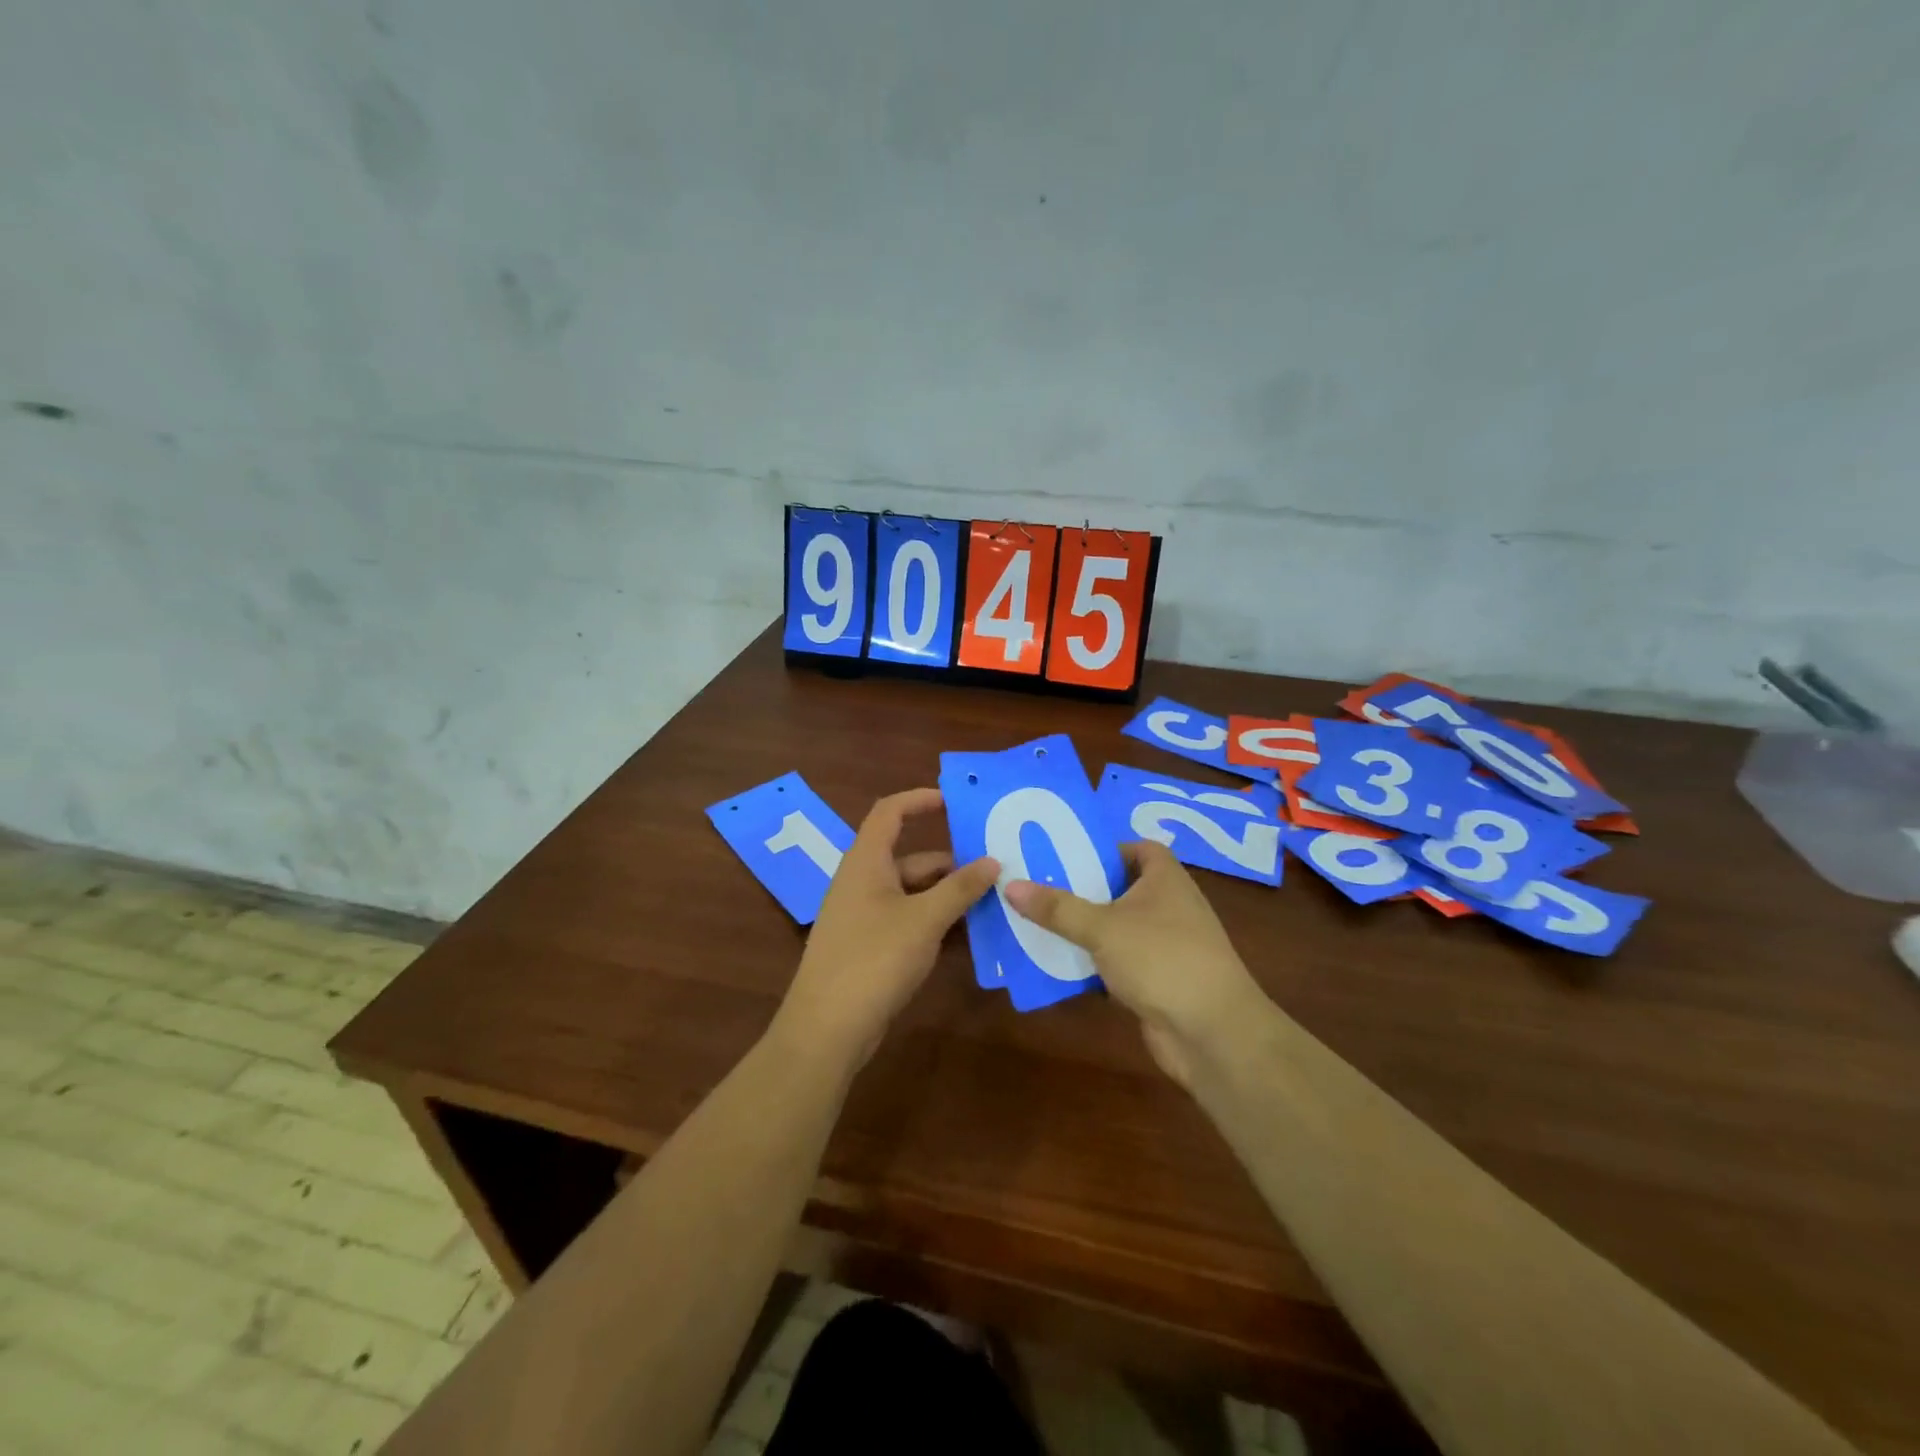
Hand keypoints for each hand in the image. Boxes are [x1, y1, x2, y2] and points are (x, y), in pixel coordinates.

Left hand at [773, 788, 998, 1065]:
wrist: (827, 1028)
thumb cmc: (874, 959)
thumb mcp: (924, 919)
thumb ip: (960, 888)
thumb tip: (993, 861)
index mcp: (866, 861)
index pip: (890, 812)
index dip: (921, 800)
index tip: (957, 803)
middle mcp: (862, 881)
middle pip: (910, 857)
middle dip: (951, 862)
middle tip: (996, 869)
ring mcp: (863, 916)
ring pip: (912, 892)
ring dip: (947, 895)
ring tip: (992, 902)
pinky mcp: (868, 946)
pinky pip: (907, 920)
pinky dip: (934, 921)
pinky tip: (966, 935)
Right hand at [1005, 842, 1265, 1085]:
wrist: (1212, 1033)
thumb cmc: (1162, 959)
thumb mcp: (1103, 927)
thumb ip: (1057, 907)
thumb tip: (1011, 884)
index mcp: (1166, 879)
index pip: (1139, 848)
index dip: (1107, 848)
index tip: (1067, 853)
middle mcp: (1169, 906)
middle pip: (1122, 888)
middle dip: (1084, 888)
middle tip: (1038, 884)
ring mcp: (1165, 946)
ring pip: (1117, 928)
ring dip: (1084, 928)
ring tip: (1037, 920)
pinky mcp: (1157, 980)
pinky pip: (1118, 962)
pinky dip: (1093, 963)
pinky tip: (1057, 964)